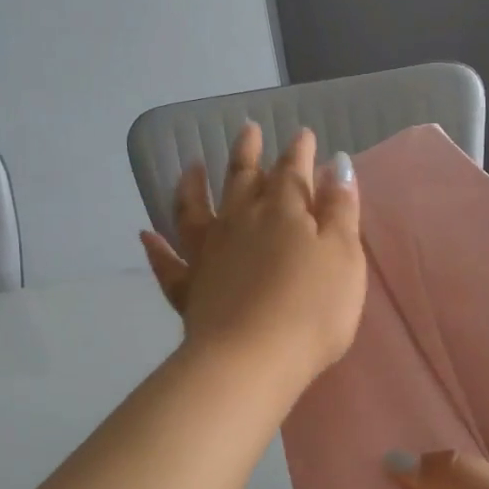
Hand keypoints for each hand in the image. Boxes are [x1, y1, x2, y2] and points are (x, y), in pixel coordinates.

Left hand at [139, 123, 365, 396]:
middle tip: (246, 129)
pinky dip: (155, 248)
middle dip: (247, 153)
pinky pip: (167, 264)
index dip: (299, 152)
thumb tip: (335, 162)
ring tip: (191, 165)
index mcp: (283, 212)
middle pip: (242, 179)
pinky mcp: (189, 289)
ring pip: (195, 209)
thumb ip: (340, 209)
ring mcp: (208, 254)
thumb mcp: (344, 257)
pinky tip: (145, 234)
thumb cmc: (311, 309)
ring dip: (192, 185)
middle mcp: (240, 222)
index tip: (302, 134)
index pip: (292, 172)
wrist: (252, 359)